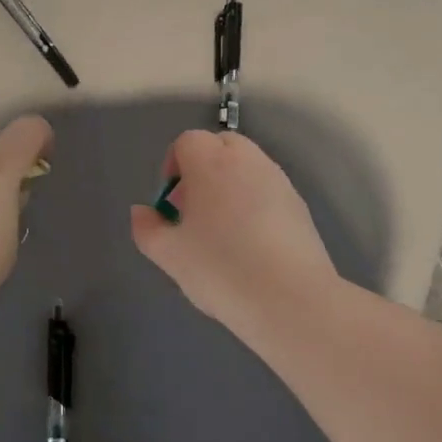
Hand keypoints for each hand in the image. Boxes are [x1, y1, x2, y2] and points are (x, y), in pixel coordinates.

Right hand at [130, 130, 336, 338]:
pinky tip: (252, 246)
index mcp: (211, 163)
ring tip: (223, 232)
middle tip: (194, 212)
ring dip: (230, 186)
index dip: (173, 167)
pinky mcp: (300, 205)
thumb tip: (142, 212)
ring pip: (247, 167)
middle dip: (202, 169)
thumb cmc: (221, 269)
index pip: (187, 141)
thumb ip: (147, 228)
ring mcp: (279, 181)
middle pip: (220, 145)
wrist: (291, 299)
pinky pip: (268, 190)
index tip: (171, 204)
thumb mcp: (169, 254)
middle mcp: (248, 161)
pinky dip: (254, 204)